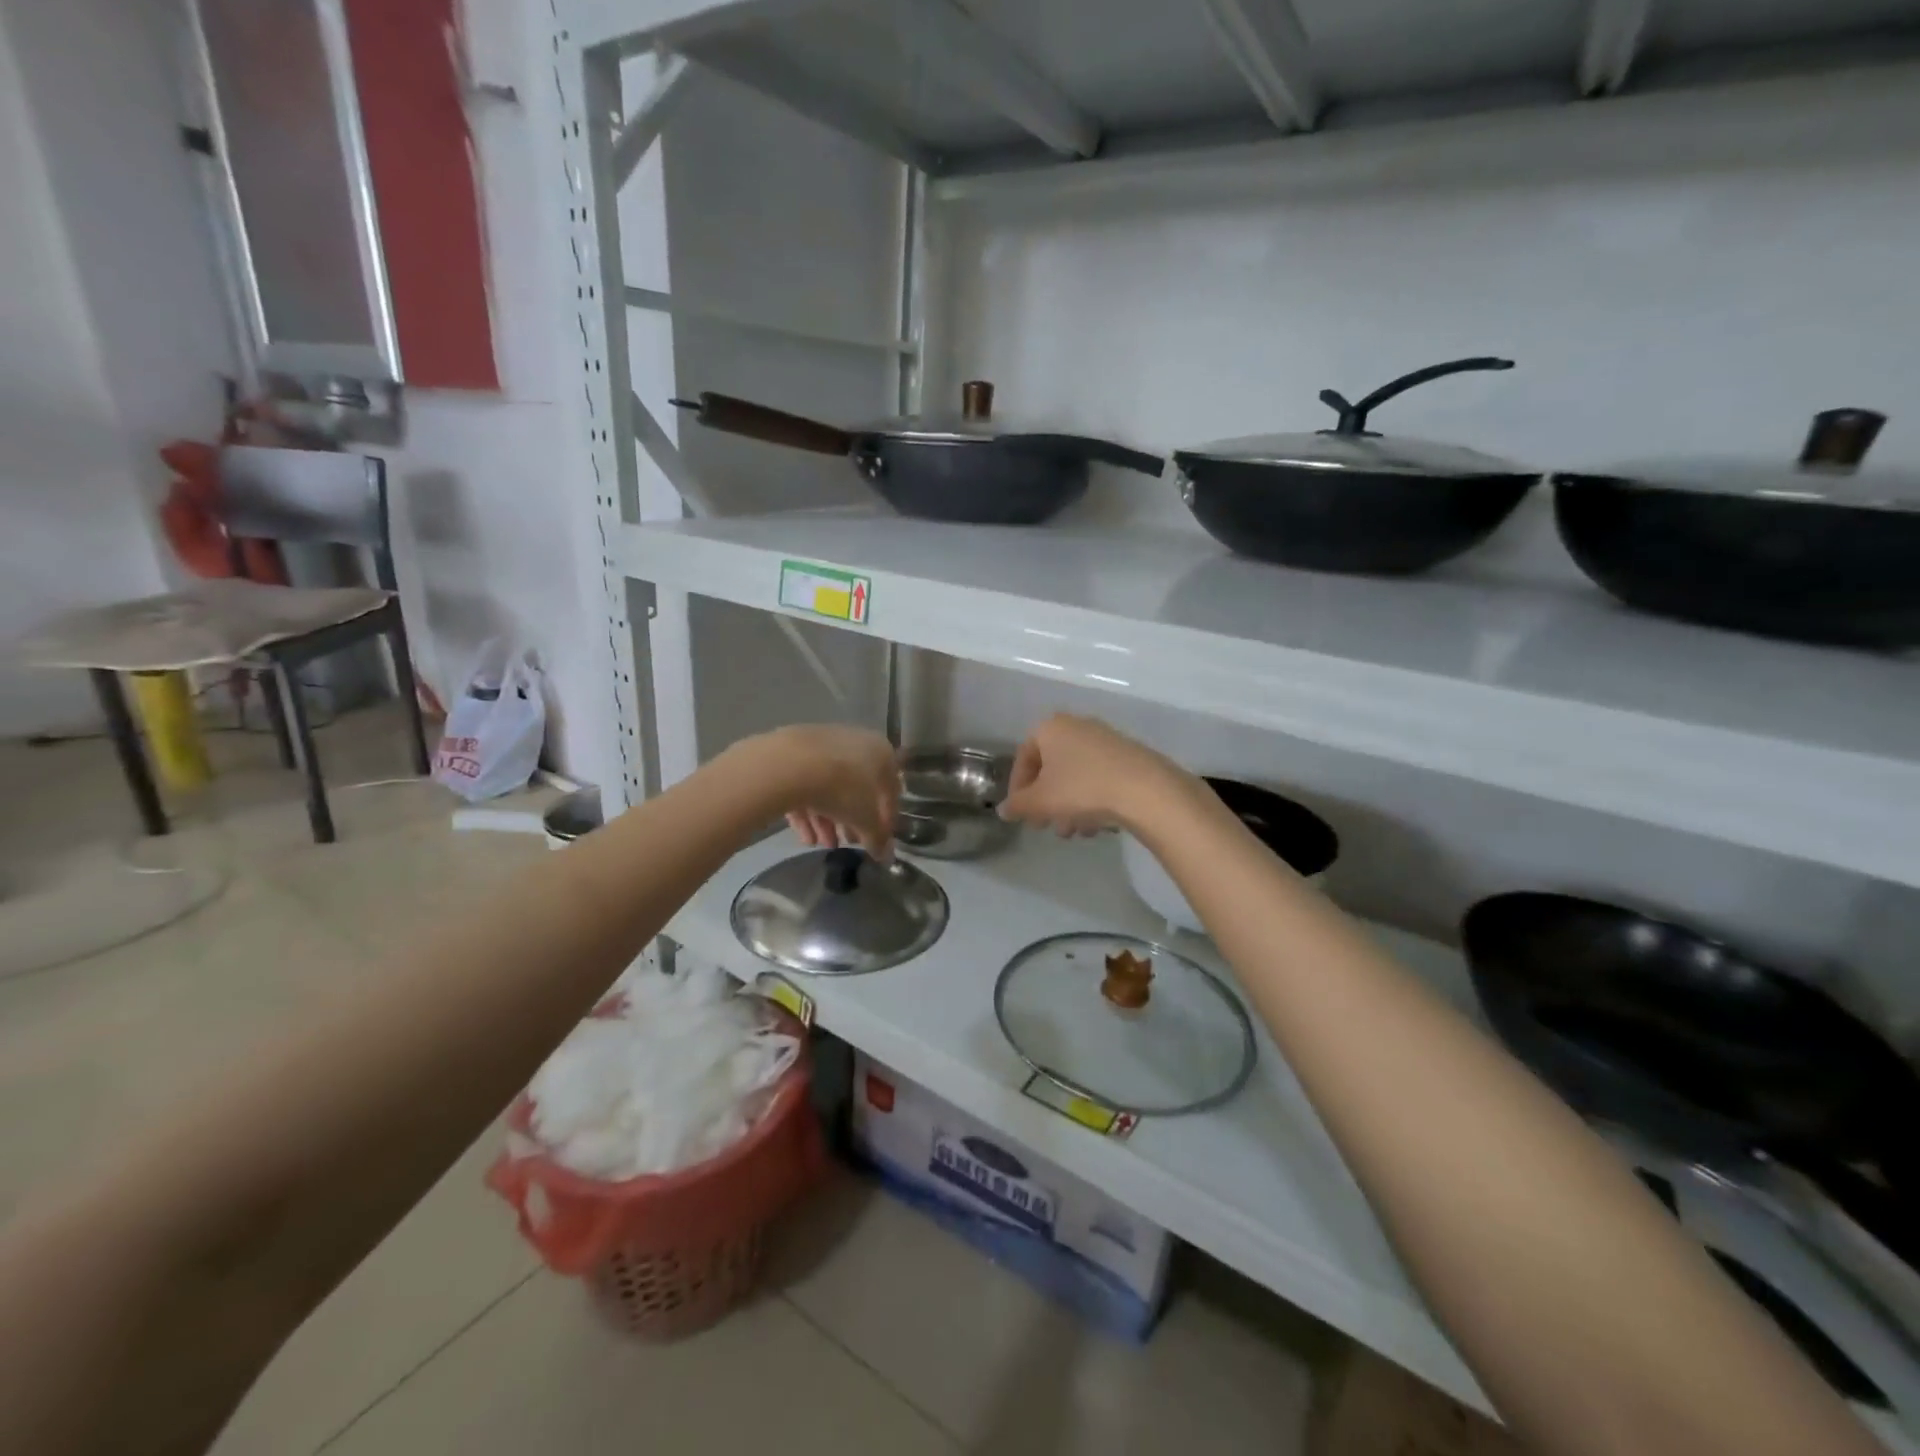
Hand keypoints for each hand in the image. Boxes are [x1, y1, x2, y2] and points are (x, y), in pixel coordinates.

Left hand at [747, 725, 899, 857]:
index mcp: (881, 751)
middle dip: (852, 819)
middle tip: (848, 842)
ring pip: (829, 786)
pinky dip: (807, 809)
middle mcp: (855, 741)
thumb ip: (877, 836)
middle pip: (857, 787)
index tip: (878, 840)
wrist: (790, 764)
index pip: (890, 789)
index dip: (886, 818)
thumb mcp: (865, 819)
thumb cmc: (842, 788)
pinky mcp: (793, 751)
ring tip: (822, 844)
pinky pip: (806, 782)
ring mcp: (822, 744)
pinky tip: (803, 835)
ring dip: (828, 818)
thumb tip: (884, 852)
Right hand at [998, 714, 1187, 837]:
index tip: (1022, 814)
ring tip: (1076, 833)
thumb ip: (1018, 805)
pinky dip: (1092, 800)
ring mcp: (1105, 739)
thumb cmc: (1082, 789)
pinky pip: (1099, 777)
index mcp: (1050, 728)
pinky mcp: (1128, 756)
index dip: (1018, 789)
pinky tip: (1098, 825)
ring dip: (1069, 806)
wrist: (1145, 789)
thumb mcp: (1041, 802)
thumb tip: (1003, 810)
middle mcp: (1077, 726)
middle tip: (1048, 827)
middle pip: (1052, 768)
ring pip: (1076, 776)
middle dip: (1047, 802)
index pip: (1023, 757)